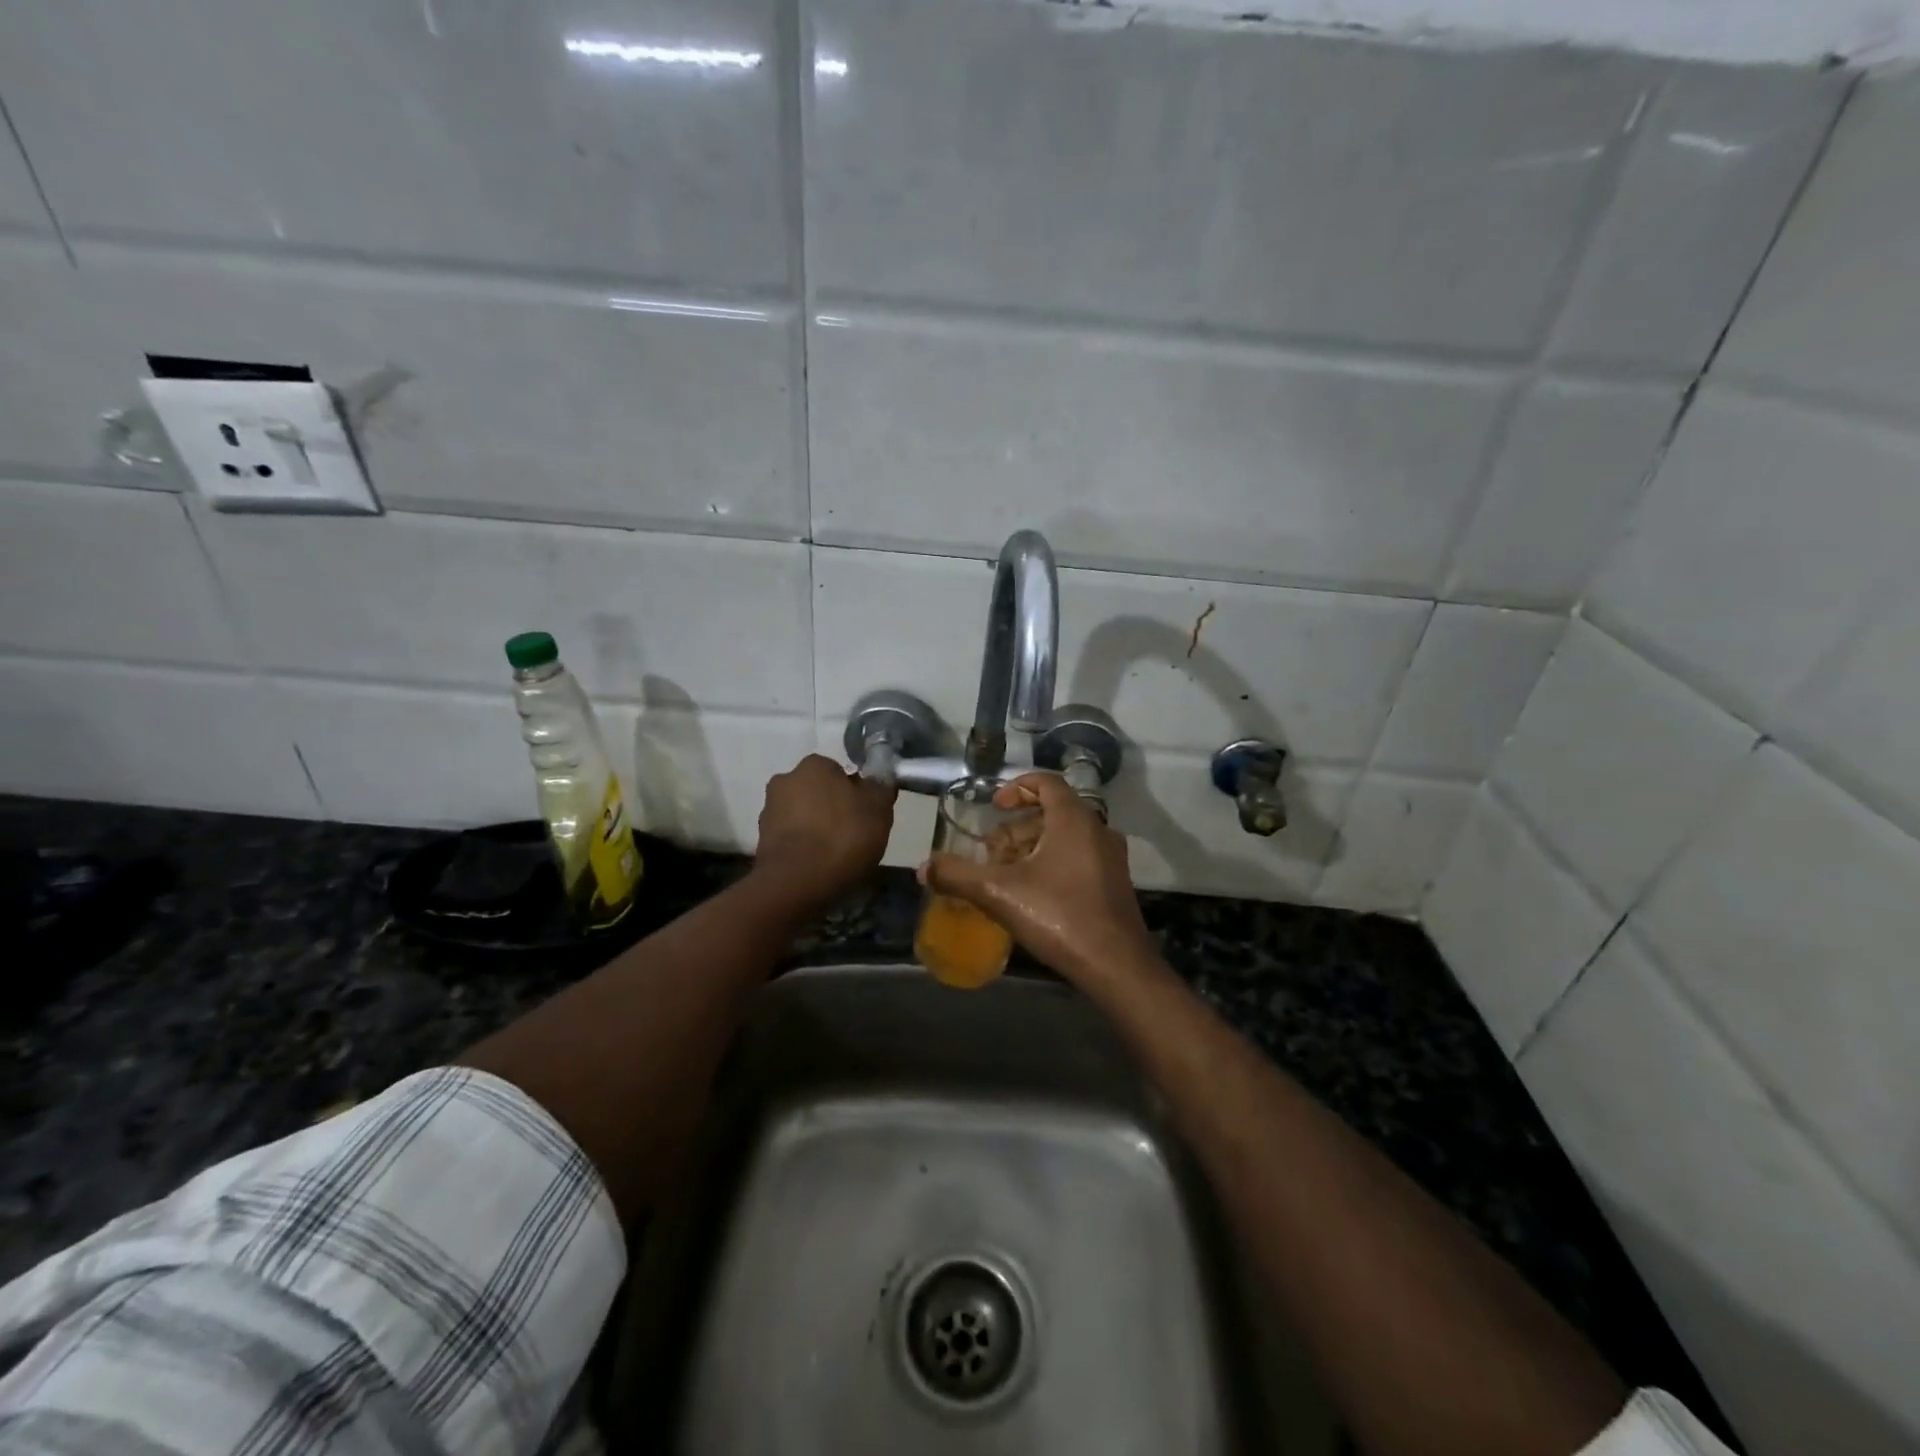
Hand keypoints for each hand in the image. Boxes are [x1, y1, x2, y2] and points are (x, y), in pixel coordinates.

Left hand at [754, 754, 896, 905]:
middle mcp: (786, 780)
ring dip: (815, 827)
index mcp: (815, 765)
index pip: (839, 771)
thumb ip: (880, 789)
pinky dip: (802, 846)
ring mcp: (769, 810)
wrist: (797, 883)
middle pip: (817, 791)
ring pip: (802, 814)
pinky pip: (790, 838)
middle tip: (852, 834)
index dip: (855, 793)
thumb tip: (878, 780)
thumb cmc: (842, 838)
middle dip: (831, 808)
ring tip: (834, 855)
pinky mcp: (761, 840)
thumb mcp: (879, 811)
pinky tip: (817, 866)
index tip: (865, 814)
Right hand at [919, 773, 1158, 987]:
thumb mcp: (999, 893)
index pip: (1046, 782)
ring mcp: (1111, 858)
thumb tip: (923, 868)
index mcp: (1074, 819)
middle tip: (992, 851)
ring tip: (1006, 874)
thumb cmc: (1059, 916)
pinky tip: (1033, 895)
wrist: (1116, 966)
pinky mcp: (1115, 884)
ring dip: (1034, 847)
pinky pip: (1080, 858)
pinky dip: (1053, 863)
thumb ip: (958, 876)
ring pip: (1066, 837)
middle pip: (1053, 812)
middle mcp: (1098, 830)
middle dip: (1017, 827)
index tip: (994, 806)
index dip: (1017, 787)